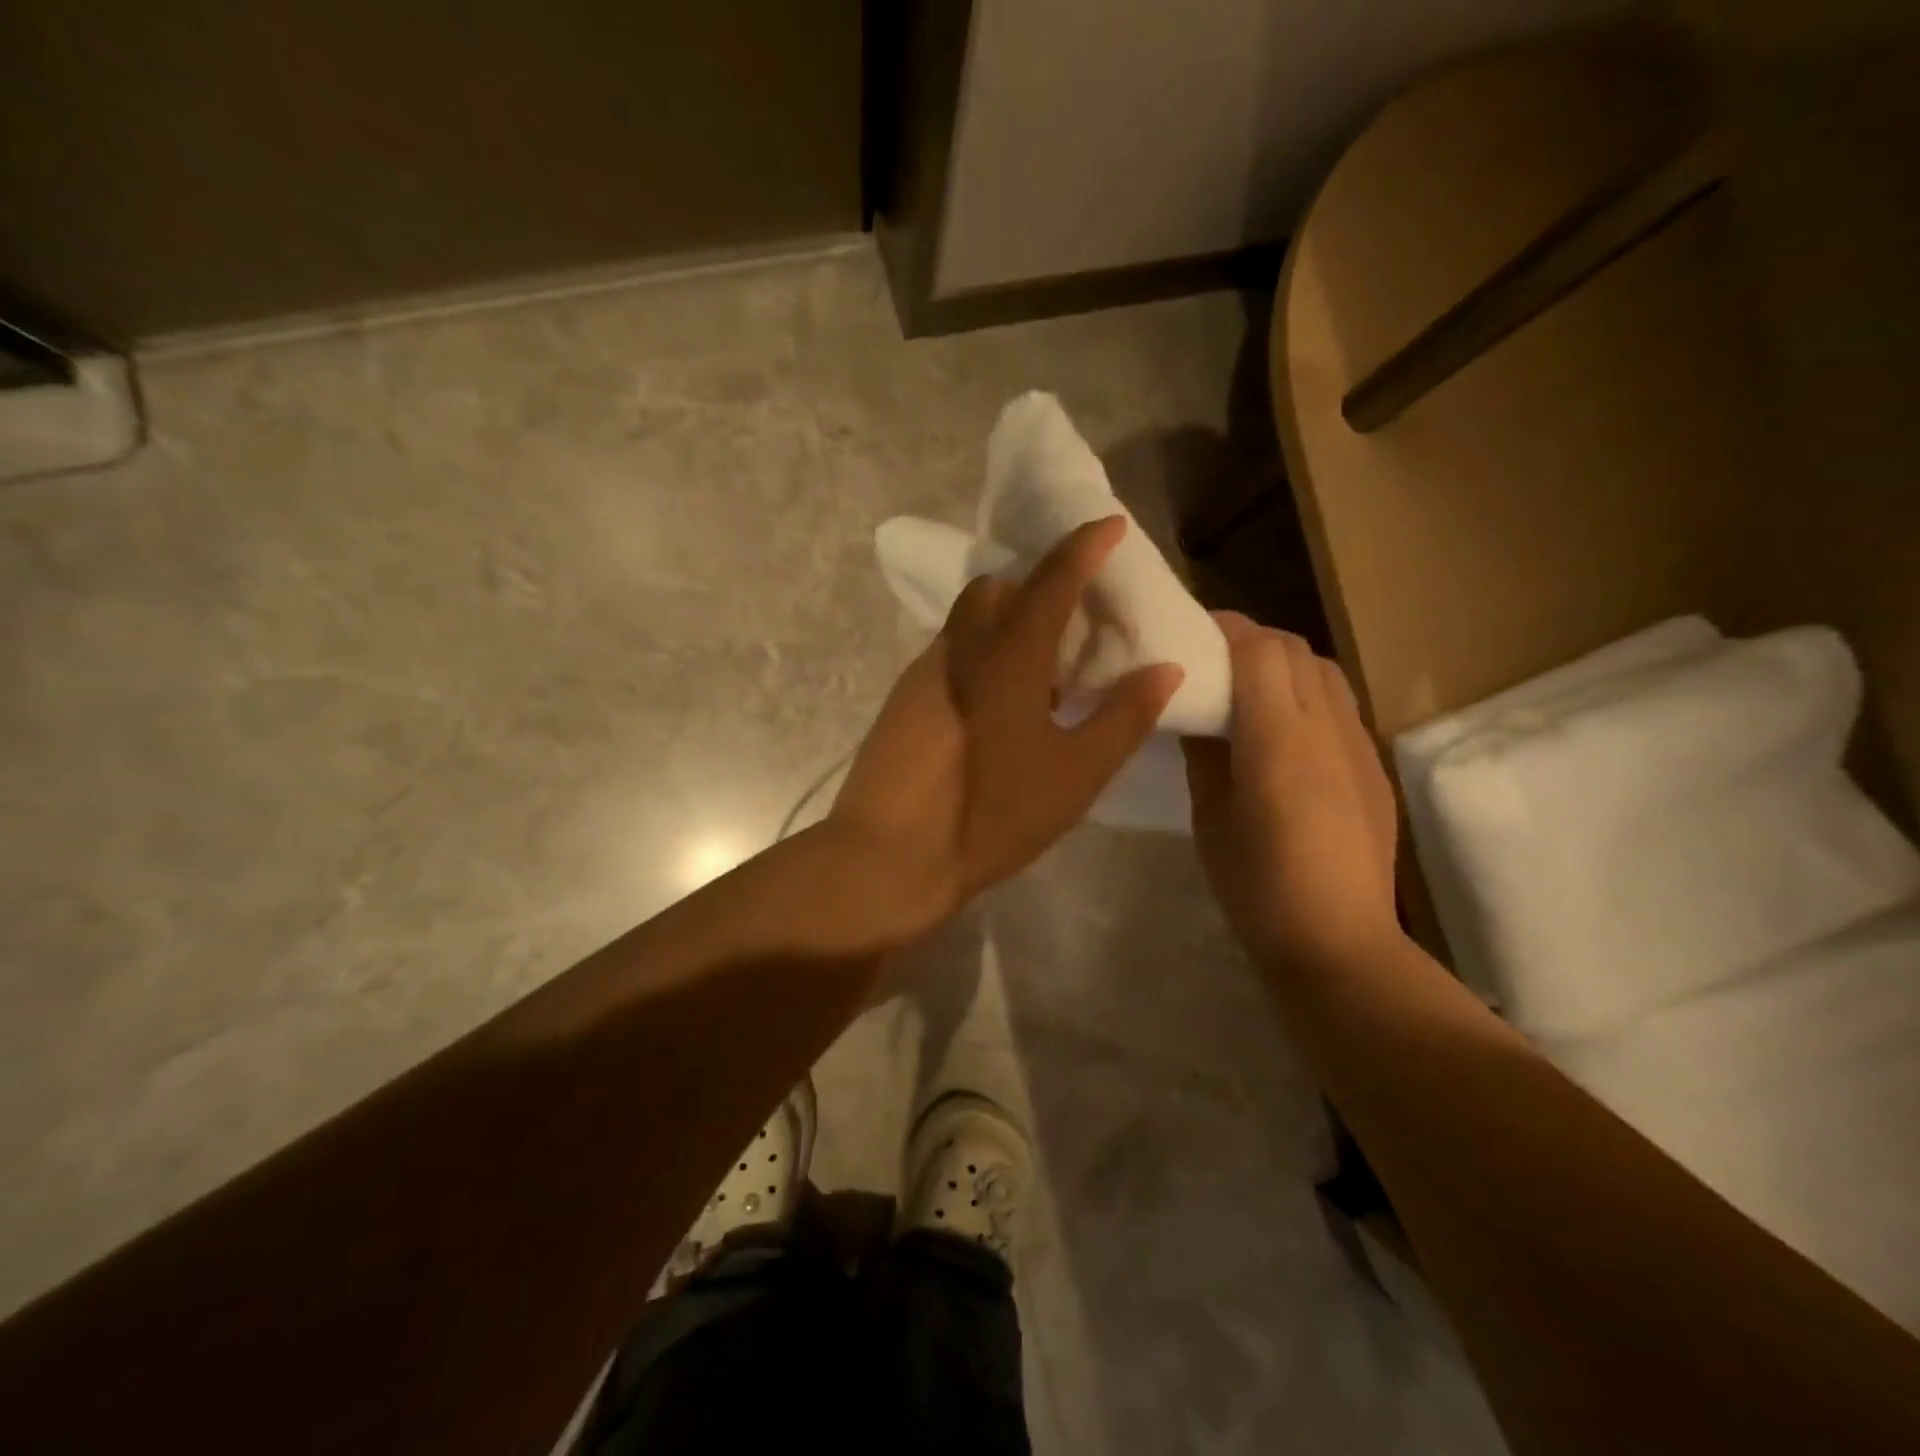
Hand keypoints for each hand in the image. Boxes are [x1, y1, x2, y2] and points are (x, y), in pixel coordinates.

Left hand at [829, 517, 1183, 933]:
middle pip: (996, 589)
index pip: (1050, 580)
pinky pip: (952, 656)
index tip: (1109, 525)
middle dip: (1036, 583)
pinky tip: (1000, 707)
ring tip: (1043, 671)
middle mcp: (960, 649)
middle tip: (1074, 616)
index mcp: (1007, 656)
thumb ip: (1123, 718)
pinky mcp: (903, 702)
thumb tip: (1163, 668)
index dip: (1082, 547)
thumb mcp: (1074, 776)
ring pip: (969, 623)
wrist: (889, 856)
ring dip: (1007, 623)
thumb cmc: (991, 814)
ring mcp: (923, 674)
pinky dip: (982, 656)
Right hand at [1182, 613, 1401, 970]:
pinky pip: (1339, 705)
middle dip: (1250, 640)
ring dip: (1282, 663)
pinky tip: (1281, 731)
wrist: (1339, 943)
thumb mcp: (1211, 819)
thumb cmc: (1258, 888)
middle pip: (1294, 650)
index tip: (1189, 632)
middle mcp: (1327, 729)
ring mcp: (1358, 746)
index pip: (1258, 651)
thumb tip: (1199, 712)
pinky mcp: (1373, 767)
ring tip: (1246, 690)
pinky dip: (1305, 693)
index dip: (1224, 629)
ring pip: (1323, 671)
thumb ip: (1206, 755)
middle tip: (1210, 661)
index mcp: (1279, 741)